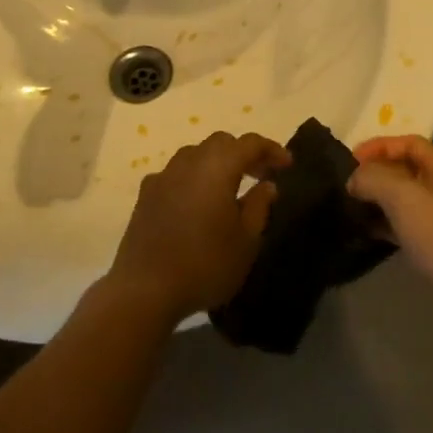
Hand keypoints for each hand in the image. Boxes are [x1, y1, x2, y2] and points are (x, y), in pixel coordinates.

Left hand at [108, 131, 290, 324]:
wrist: (145, 289)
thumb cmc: (205, 264)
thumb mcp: (246, 241)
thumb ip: (259, 206)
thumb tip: (266, 185)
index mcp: (217, 167)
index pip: (249, 143)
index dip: (271, 149)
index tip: (287, 165)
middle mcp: (188, 162)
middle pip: (220, 143)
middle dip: (244, 153)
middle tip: (261, 175)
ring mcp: (163, 176)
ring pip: (195, 155)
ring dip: (216, 163)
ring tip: (230, 188)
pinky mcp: (145, 195)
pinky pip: (175, 174)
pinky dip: (192, 179)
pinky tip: (196, 203)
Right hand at [350, 134, 432, 306]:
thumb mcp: (404, 196)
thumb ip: (374, 178)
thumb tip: (355, 179)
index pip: (409, 143)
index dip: (378, 146)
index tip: (350, 161)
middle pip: (407, 170)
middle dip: (377, 174)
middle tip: (347, 186)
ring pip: (406, 201)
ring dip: (380, 202)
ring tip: (351, 209)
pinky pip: (408, 227)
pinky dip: (387, 226)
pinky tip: (367, 234)